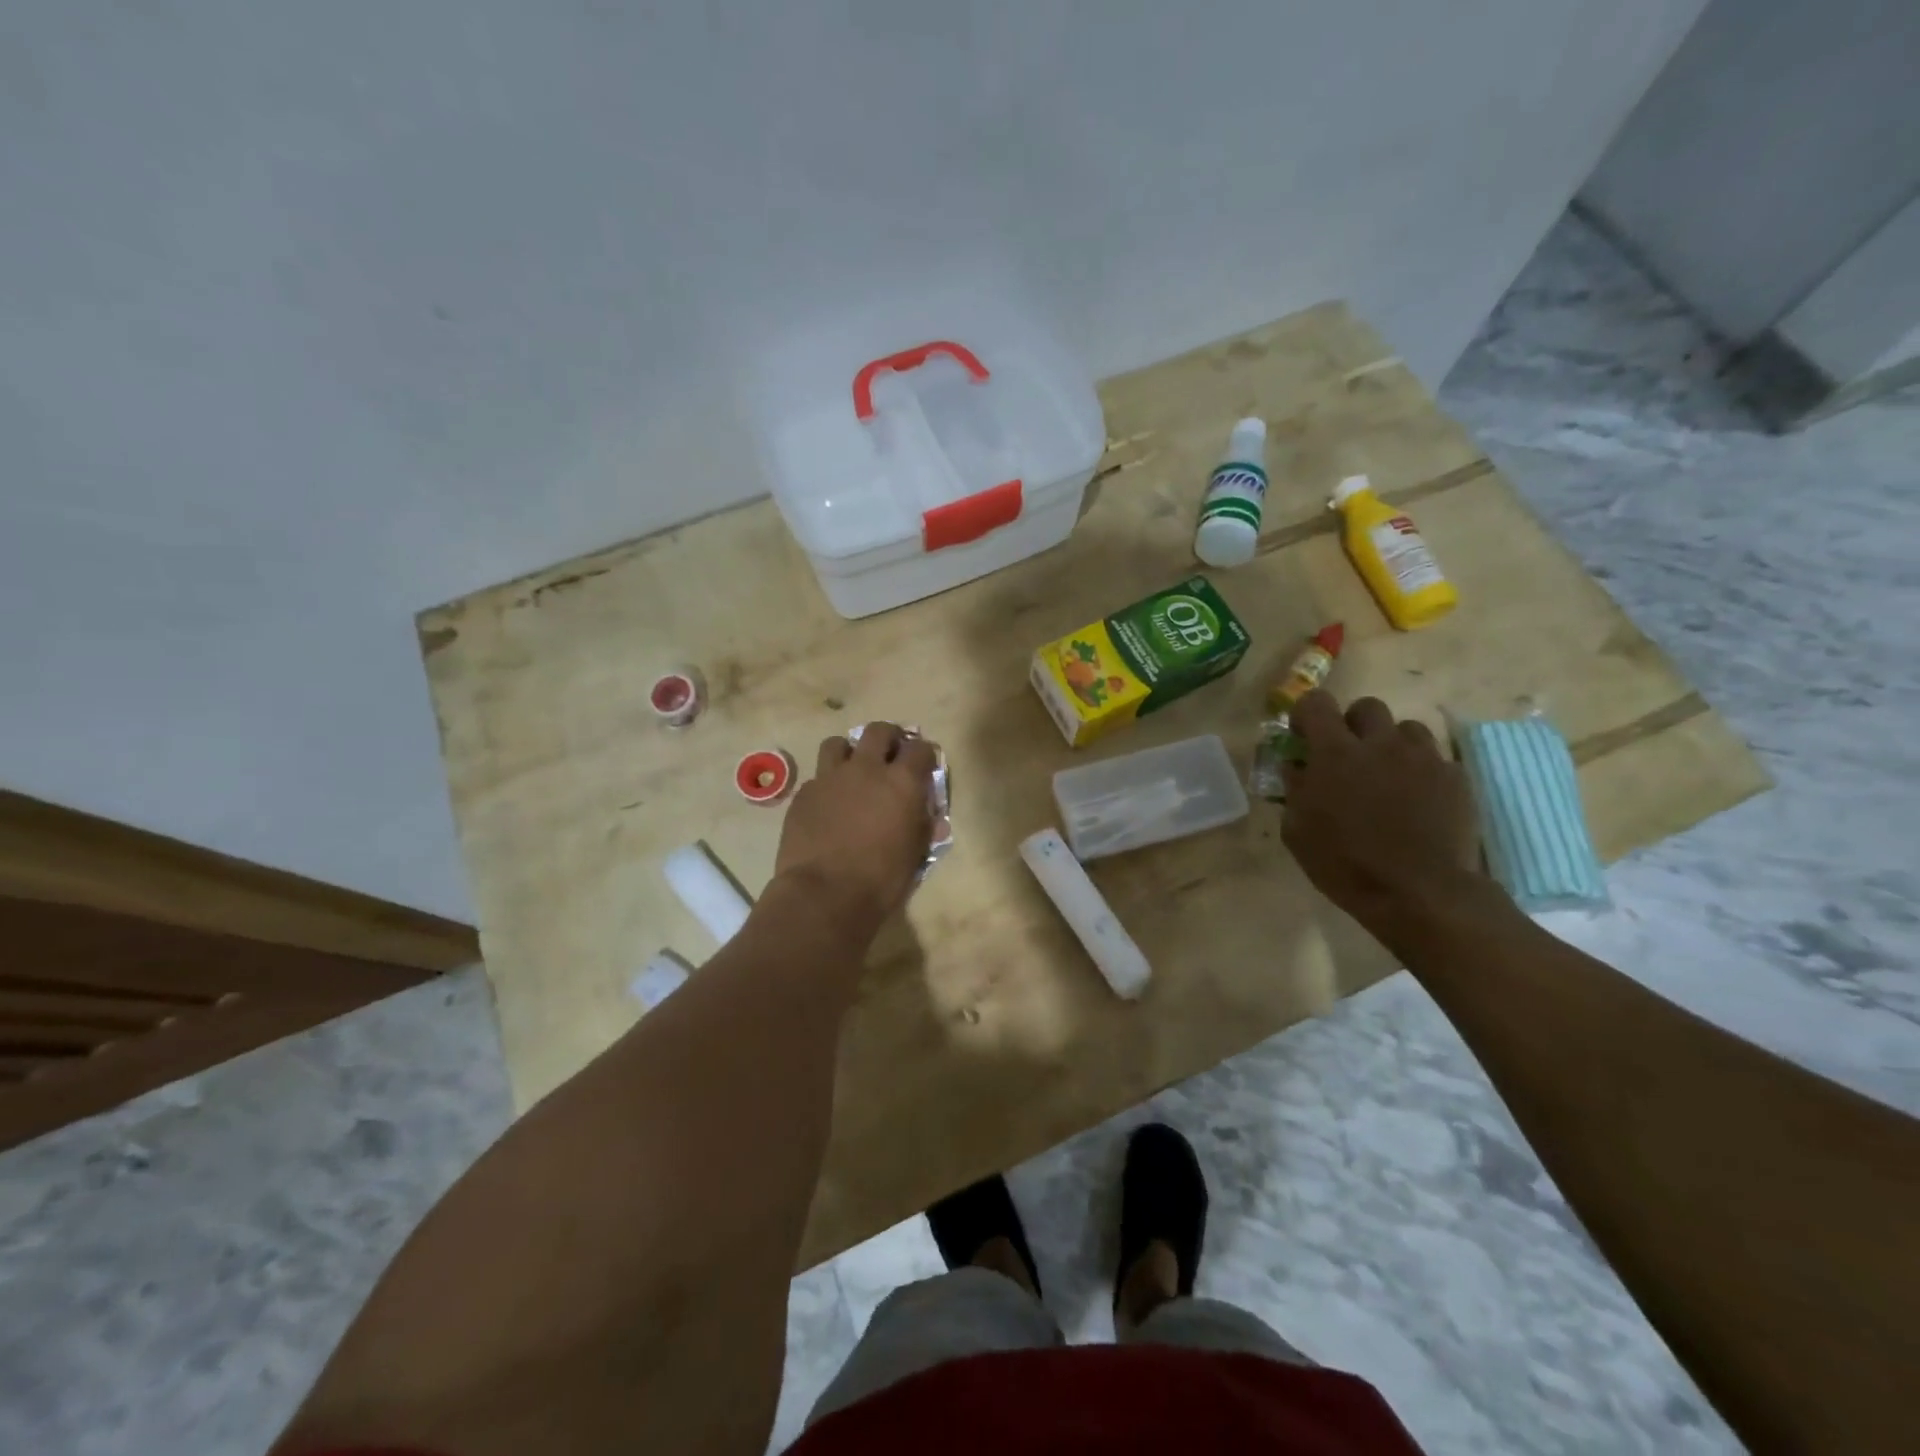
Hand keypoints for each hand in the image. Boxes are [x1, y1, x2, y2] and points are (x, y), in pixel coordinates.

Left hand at [773, 722, 937, 938]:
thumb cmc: (881, 880)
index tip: (924, 764)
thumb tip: (929, 816)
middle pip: (878, 731)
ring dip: (849, 752)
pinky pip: (817, 777)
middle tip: (890, 754)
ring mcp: (830, 778)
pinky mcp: (803, 794)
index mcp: (901, 782)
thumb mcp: (915, 854)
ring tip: (852, 771)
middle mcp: (866, 769)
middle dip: (888, 738)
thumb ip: (923, 826)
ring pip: (838, 744)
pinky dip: (826, 785)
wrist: (825, 895)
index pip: (920, 749)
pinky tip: (828, 805)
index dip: (924, 754)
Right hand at [1281, 692, 1483, 931]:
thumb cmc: (1345, 863)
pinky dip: (1422, 771)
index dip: (1307, 714)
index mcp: (1335, 753)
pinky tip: (1418, 800)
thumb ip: (1295, 789)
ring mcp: (1423, 758)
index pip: (1316, 703)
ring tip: (1388, 775)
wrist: (1420, 892)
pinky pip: (1436, 759)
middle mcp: (1380, 744)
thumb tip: (1297, 767)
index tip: (1304, 737)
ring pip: (1407, 729)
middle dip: (1353, 724)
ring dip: (1392, 744)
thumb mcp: (1297, 831)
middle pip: (1367, 707)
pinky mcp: (1456, 778)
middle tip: (1349, 755)